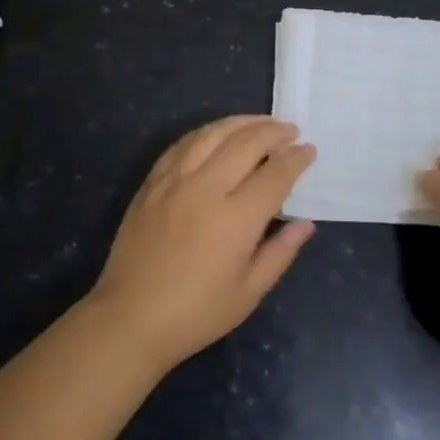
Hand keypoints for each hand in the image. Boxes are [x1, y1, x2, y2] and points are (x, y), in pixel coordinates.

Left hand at [87, 116, 316, 373]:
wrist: (131, 318)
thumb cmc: (196, 313)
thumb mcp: (249, 293)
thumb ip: (281, 252)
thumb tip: (306, 222)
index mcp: (236, 219)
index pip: (275, 174)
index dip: (296, 159)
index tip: (309, 150)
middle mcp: (206, 188)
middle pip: (246, 143)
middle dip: (273, 132)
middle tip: (290, 130)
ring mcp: (175, 180)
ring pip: (212, 134)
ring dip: (241, 122)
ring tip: (260, 122)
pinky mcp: (152, 181)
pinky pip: (183, 144)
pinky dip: (206, 132)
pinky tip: (217, 132)